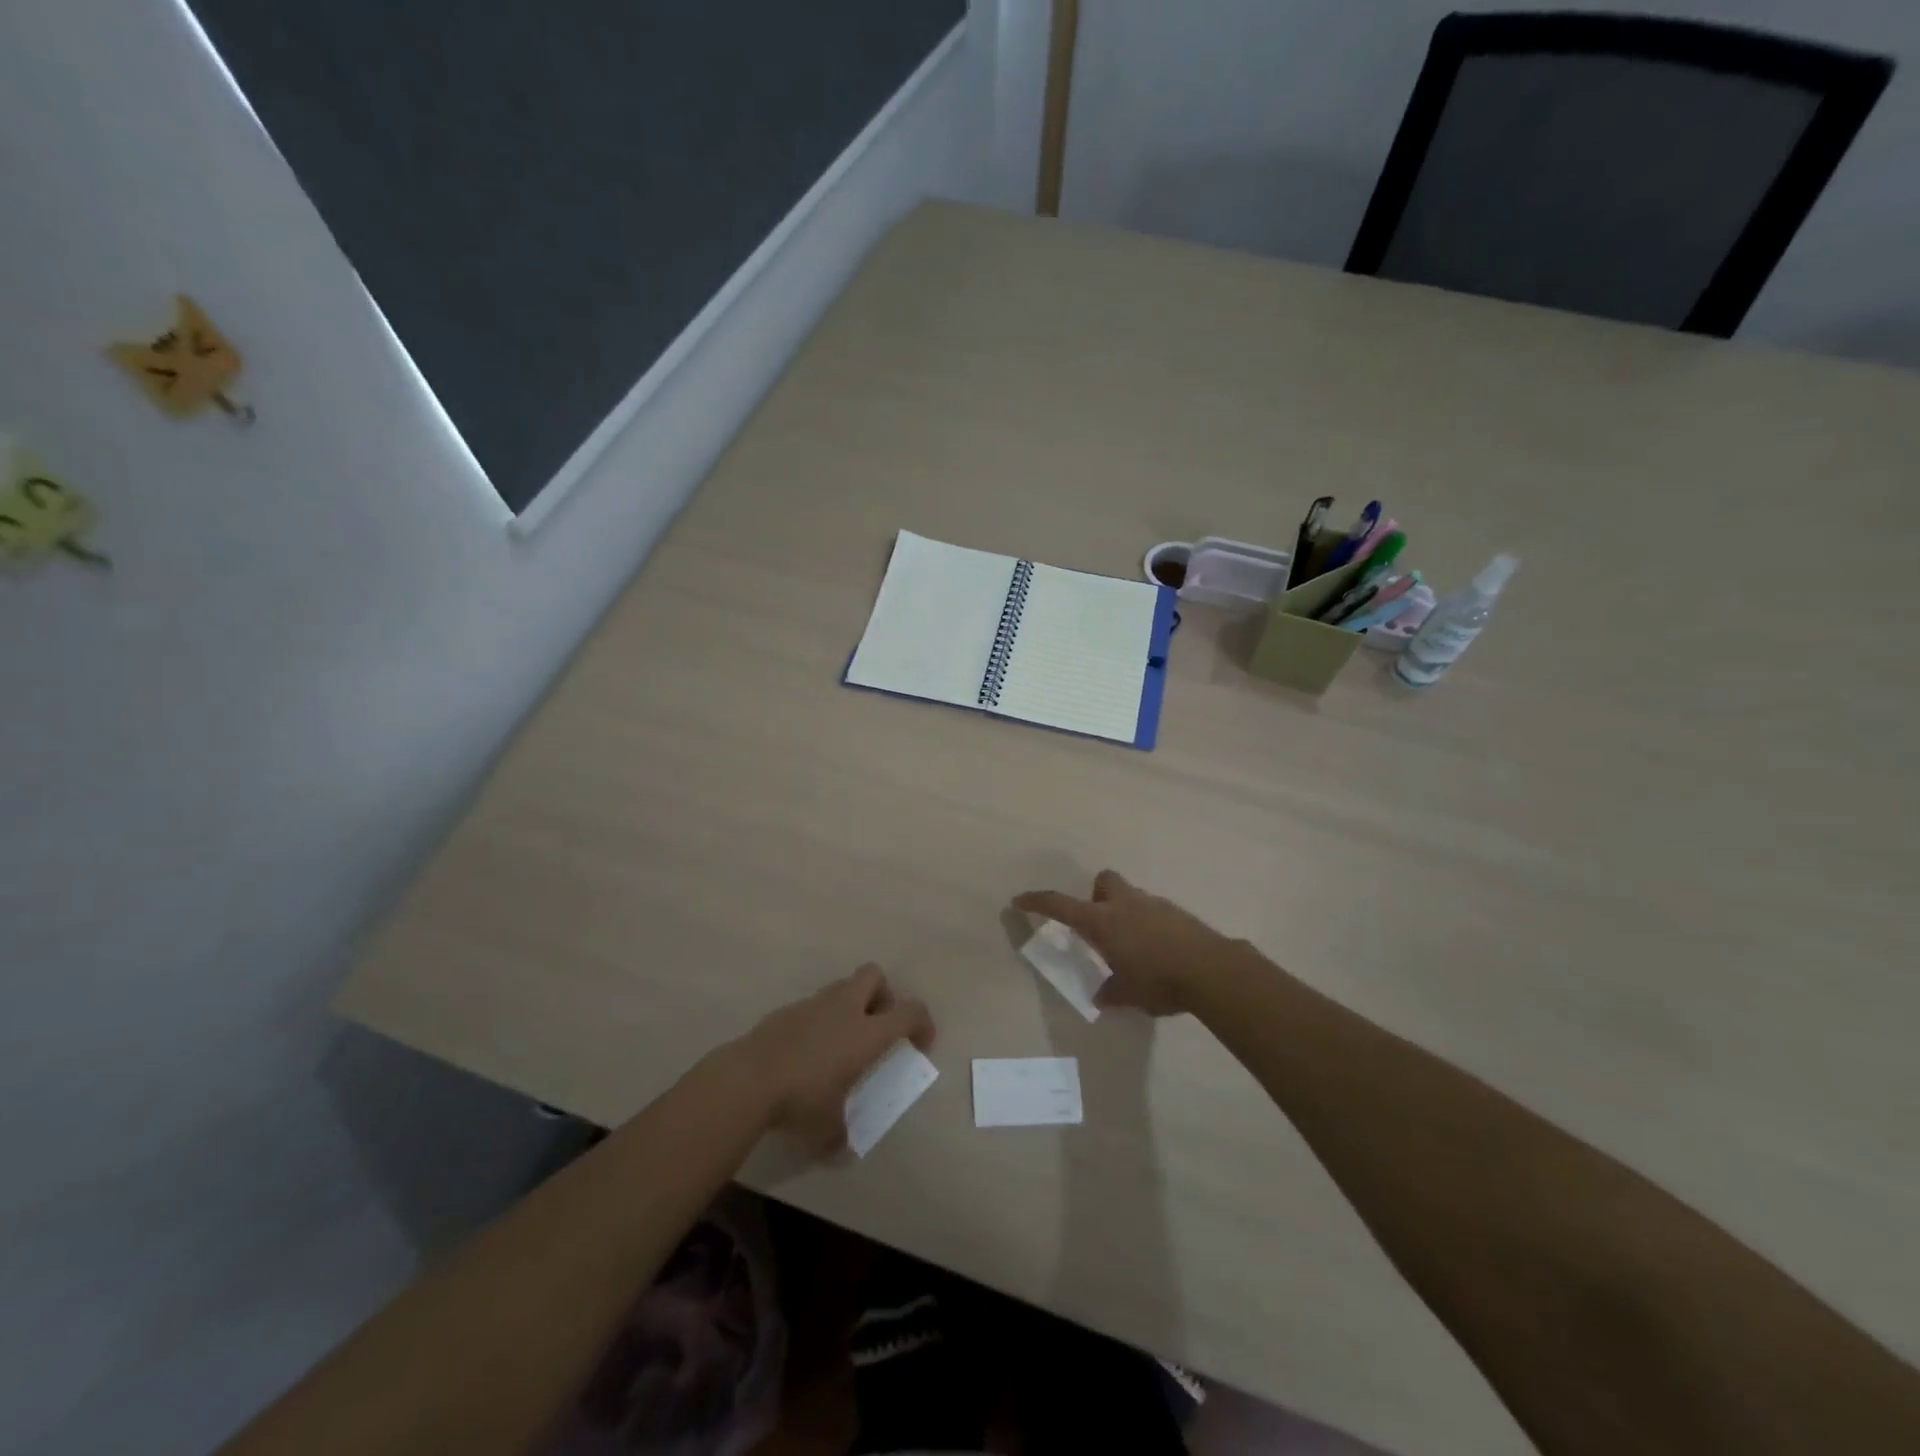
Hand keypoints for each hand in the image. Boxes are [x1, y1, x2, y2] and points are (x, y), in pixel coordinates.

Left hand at [734, 964, 933, 1151]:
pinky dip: (820, 1019)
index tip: (920, 1044)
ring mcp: (814, 1004)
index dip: (922, 1023)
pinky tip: (808, 1050)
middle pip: (875, 976)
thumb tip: (841, 1151)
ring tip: (840, 1042)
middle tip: (877, 1027)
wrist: (748, 1078)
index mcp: (866, 1032)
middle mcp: (845, 1008)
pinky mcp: (787, 1009)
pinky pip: (814, 1005)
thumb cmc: (801, 1099)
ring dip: (850, 1005)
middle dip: (882, 995)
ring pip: (842, 986)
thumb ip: (840, 1136)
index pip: (910, 1011)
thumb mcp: (826, 1128)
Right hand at [1013, 870, 1242, 1016]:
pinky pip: (1153, 911)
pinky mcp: (1177, 913)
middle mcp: (1125, 905)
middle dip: (1097, 896)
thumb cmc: (1159, 980)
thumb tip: (1101, 996)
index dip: (1037, 902)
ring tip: (1133, 947)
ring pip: (1131, 896)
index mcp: (1102, 921)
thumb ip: (1110, 991)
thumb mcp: (1127, 993)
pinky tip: (1158, 952)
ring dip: (1125, 913)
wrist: (1211, 970)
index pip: (1060, 905)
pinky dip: (1149, 925)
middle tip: (1100, 926)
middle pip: (1103, 881)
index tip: (1020, 900)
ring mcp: (1154, 904)